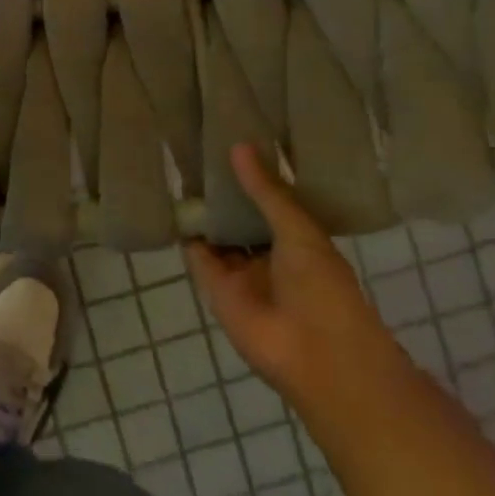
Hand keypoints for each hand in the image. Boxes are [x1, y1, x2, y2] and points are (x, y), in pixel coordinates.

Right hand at [186, 145, 400, 402]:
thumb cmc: (323, 288)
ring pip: (218, 233)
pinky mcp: (215, 286)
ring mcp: (241, 271)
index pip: (271, 201)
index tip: (232, 140)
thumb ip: (267, 192)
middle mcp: (269, 253)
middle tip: (197, 148)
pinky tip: (172, 203)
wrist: (316, 355)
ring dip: (203, 209)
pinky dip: (186, 233)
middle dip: (224, 190)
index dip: (254, 176)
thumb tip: (238, 145)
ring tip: (180, 167)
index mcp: (299, 240)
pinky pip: (197, 253)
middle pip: (241, 216)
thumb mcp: (299, 231)